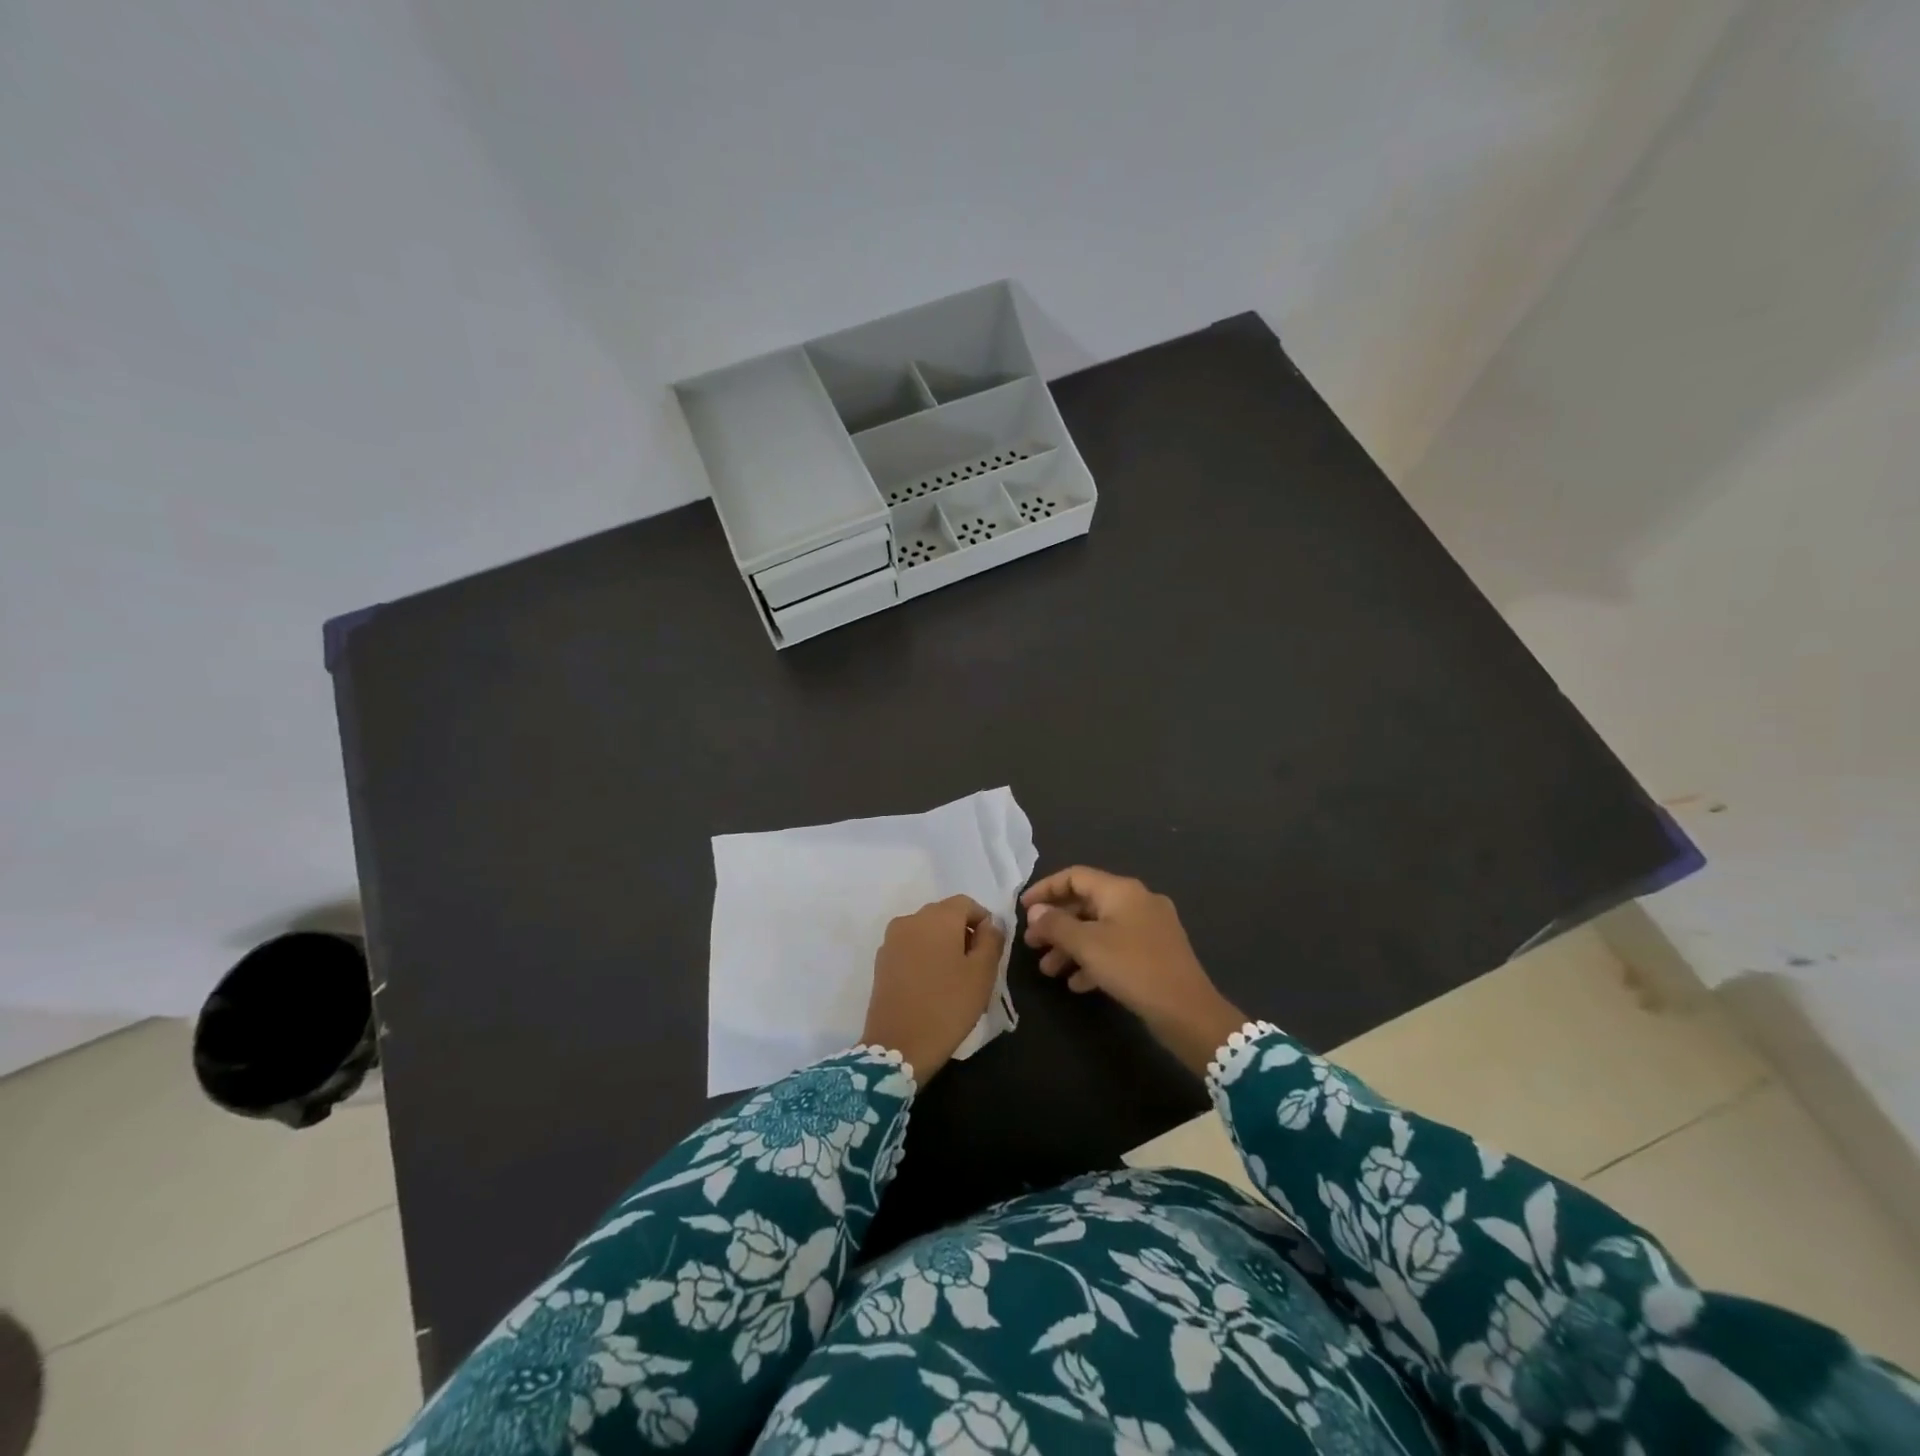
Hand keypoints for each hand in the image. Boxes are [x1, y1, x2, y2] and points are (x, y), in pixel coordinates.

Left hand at [861, 896, 1005, 1082]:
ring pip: (927, 931)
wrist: (899, 1046)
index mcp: (937, 917)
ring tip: (954, 979)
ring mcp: (892, 940)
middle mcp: (910, 919)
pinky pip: (911, 947)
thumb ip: (991, 940)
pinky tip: (932, 985)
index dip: (983, 922)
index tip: (991, 951)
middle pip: (944, 915)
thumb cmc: (948, 1006)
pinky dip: (925, 956)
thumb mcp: (982, 973)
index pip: (966, 903)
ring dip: (943, 945)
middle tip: (976, 967)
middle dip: (963, 933)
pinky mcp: (881, 961)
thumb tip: (990, 923)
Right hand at [1021, 867, 1247, 1074]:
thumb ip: (1056, 925)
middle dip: (1056, 924)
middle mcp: (1137, 901)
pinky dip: (1094, 960)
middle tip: (1032, 944)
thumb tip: (1036, 911)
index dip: (1046, 889)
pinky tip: (1077, 984)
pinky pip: (1116, 948)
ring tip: (1049, 970)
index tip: (1023, 909)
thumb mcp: (1088, 945)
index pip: (1075, 876)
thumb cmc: (1133, 968)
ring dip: (1071, 946)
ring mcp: (1149, 927)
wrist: (1188, 1011)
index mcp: (1122, 890)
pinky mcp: (1155, 953)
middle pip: (1086, 903)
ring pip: (1100, 929)